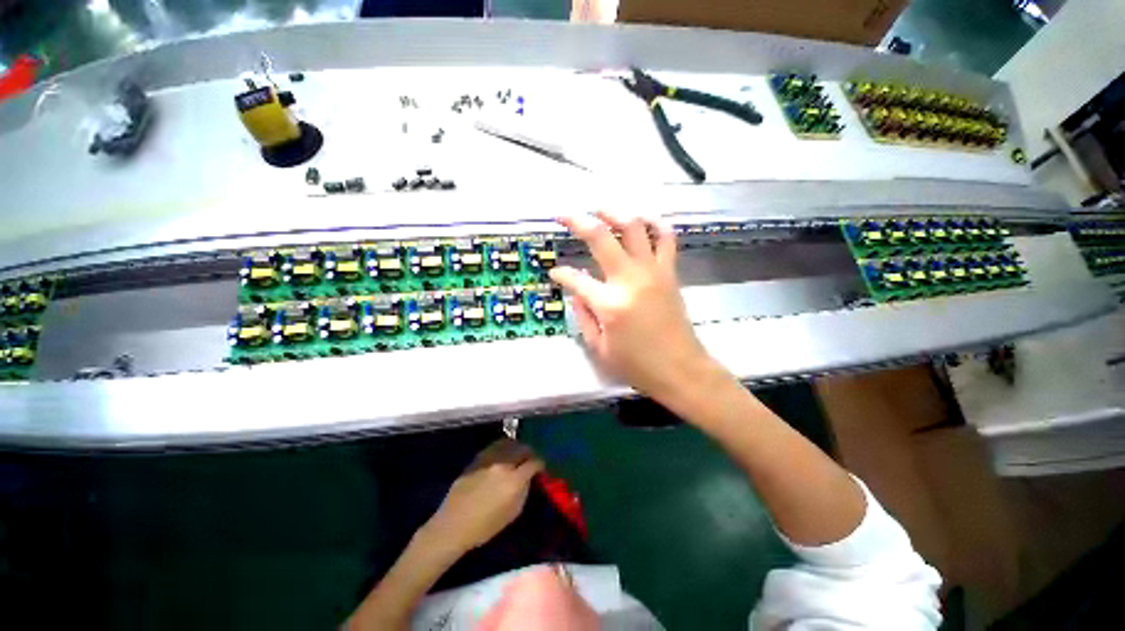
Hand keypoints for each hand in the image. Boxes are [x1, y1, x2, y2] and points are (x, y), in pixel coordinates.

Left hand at [423, 439, 544, 554]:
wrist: (453, 525)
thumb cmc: (485, 527)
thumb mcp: (512, 513)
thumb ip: (524, 491)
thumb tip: (529, 478)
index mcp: (514, 480)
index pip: (534, 463)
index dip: (540, 464)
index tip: (541, 467)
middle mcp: (503, 464)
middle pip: (522, 448)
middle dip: (529, 452)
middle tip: (530, 458)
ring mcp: (488, 459)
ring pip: (508, 443)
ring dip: (516, 446)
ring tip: (517, 453)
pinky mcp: (477, 459)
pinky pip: (494, 447)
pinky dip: (502, 447)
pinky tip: (502, 454)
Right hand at [549, 212, 715, 401]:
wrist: (681, 369)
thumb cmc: (637, 365)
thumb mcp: (599, 347)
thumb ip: (583, 314)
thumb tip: (576, 289)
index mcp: (609, 304)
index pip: (576, 279)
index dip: (561, 274)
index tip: (555, 273)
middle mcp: (630, 280)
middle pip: (600, 237)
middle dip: (577, 221)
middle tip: (564, 215)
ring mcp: (653, 272)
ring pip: (634, 227)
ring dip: (614, 212)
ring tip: (599, 209)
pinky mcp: (669, 272)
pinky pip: (666, 238)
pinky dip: (655, 223)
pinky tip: (642, 220)